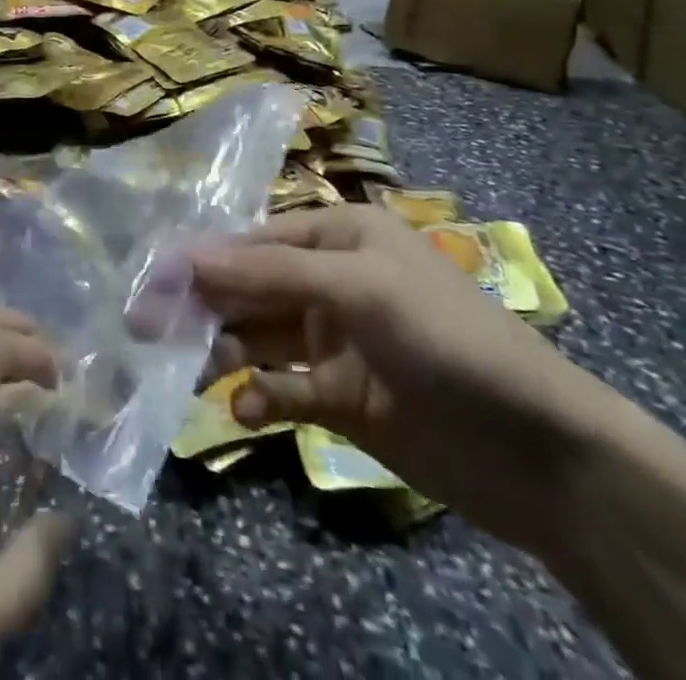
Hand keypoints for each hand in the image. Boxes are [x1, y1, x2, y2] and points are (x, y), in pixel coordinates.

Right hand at [189, 203, 636, 554]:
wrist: (539, 450)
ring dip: (224, 350)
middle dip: (205, 304)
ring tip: (192, 369)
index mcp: (339, 236)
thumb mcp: (358, 285)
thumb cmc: (445, 337)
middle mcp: (331, 279)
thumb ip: (269, 270)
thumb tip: (184, 255)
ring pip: (259, 336)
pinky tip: (244, 408)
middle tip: (147, 327)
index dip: (205, 258)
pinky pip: (283, 388)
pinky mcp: (340, 396)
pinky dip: (260, 395)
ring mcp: (335, 340)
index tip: (152, 279)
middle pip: (251, 286)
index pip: (255, 239)